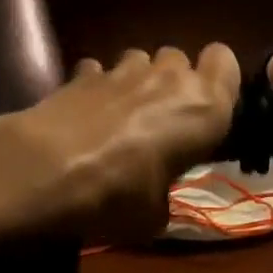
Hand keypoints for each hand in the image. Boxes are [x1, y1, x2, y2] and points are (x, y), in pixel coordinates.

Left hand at [6, 45, 241, 245]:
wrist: (47, 171)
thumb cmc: (119, 195)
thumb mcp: (155, 215)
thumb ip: (166, 195)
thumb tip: (156, 199)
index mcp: (203, 106)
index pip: (225, 60)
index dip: (217, 77)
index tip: (207, 106)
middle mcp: (168, 77)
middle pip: (179, 58)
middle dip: (172, 80)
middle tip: (162, 119)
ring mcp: (123, 69)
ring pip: (140, 58)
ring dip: (136, 80)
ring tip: (122, 115)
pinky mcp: (83, 72)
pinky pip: (99, 71)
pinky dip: (96, 86)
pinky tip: (86, 114)